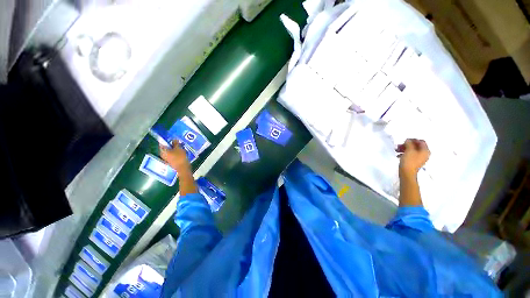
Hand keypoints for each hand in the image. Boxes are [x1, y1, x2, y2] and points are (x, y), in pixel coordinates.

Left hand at [160, 141, 189, 171]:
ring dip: (174, 148)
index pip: (162, 143)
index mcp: (163, 151)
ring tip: (180, 146)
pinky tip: (180, 151)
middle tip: (177, 142)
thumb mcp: (178, 148)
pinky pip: (172, 154)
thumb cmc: (180, 157)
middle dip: (171, 144)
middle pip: (166, 147)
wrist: (183, 167)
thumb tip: (174, 139)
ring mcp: (166, 158)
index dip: (166, 140)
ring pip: (169, 151)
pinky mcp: (171, 161)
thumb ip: (175, 143)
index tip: (171, 138)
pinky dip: (175, 152)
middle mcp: (163, 154)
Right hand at [396, 139, 429, 178]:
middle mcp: (424, 154)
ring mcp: (419, 159)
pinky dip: (404, 154)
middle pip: (416, 146)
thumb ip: (409, 143)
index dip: (413, 140)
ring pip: (412, 151)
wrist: (407, 173)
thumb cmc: (409, 160)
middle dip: (407, 145)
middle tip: (399, 145)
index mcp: (425, 151)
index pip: (421, 142)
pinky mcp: (414, 162)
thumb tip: (408, 140)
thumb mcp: (409, 150)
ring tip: (397, 150)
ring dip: (404, 149)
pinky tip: (398, 155)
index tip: (405, 140)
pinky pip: (410, 155)